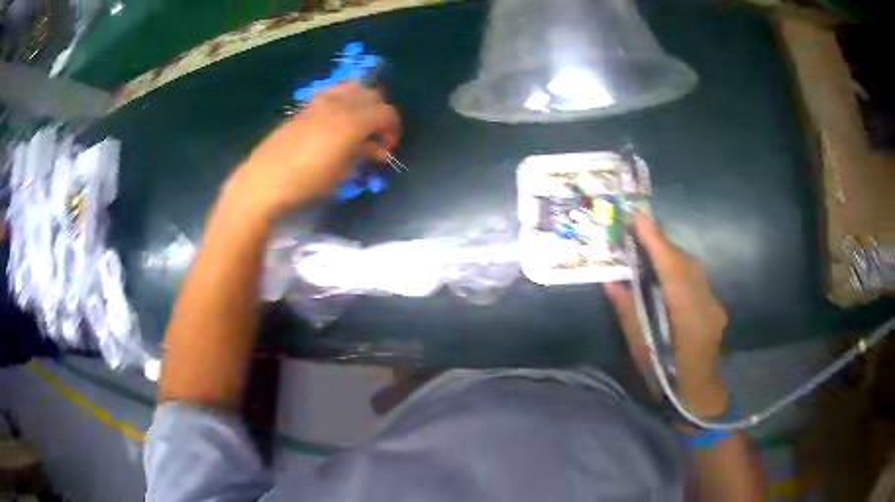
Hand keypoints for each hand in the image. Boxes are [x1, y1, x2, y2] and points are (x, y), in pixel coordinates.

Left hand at [229, 82, 400, 216]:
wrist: (265, 180)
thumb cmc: (307, 183)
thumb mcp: (342, 173)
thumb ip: (364, 155)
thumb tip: (376, 149)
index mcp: (353, 121)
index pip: (387, 113)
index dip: (393, 129)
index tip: (388, 147)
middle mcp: (340, 104)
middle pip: (373, 96)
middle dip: (380, 114)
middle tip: (375, 137)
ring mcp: (320, 102)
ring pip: (353, 88)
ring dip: (362, 103)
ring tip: (357, 125)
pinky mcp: (305, 106)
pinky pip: (333, 93)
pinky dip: (343, 101)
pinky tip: (335, 122)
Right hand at [605, 213, 728, 416]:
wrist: (701, 398)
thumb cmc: (667, 383)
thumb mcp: (643, 354)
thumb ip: (629, 316)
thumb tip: (612, 282)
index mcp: (688, 322)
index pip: (673, 272)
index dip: (656, 243)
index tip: (638, 218)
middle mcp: (706, 307)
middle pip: (685, 263)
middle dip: (662, 243)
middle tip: (637, 229)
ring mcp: (714, 305)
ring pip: (693, 267)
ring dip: (670, 253)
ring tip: (648, 246)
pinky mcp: (715, 306)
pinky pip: (697, 277)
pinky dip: (679, 267)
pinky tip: (666, 272)